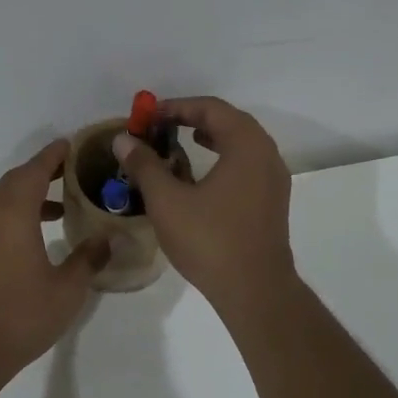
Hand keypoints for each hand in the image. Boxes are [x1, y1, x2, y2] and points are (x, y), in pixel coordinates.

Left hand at [0, 139, 109, 386]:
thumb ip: (88, 259)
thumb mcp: (67, 290)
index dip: (53, 155)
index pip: (34, 171)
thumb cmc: (20, 315)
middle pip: (15, 180)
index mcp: (13, 214)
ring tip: (62, 205)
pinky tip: (37, 236)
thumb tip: (107, 239)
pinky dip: (17, 214)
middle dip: (42, 171)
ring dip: (30, 195)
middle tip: (72, 171)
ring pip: (3, 200)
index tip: (72, 145)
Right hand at [113, 96, 295, 316]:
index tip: (148, 116)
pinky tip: (201, 176)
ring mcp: (274, 179)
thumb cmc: (210, 240)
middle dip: (193, 119)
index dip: (176, 107)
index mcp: (246, 145)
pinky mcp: (272, 202)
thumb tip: (123, 139)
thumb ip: (145, 165)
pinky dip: (222, 158)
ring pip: (240, 144)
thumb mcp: (167, 201)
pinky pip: (246, 165)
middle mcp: (267, 155)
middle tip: (161, 126)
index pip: (211, 109)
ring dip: (210, 138)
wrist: (255, 290)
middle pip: (229, 122)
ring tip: (180, 144)